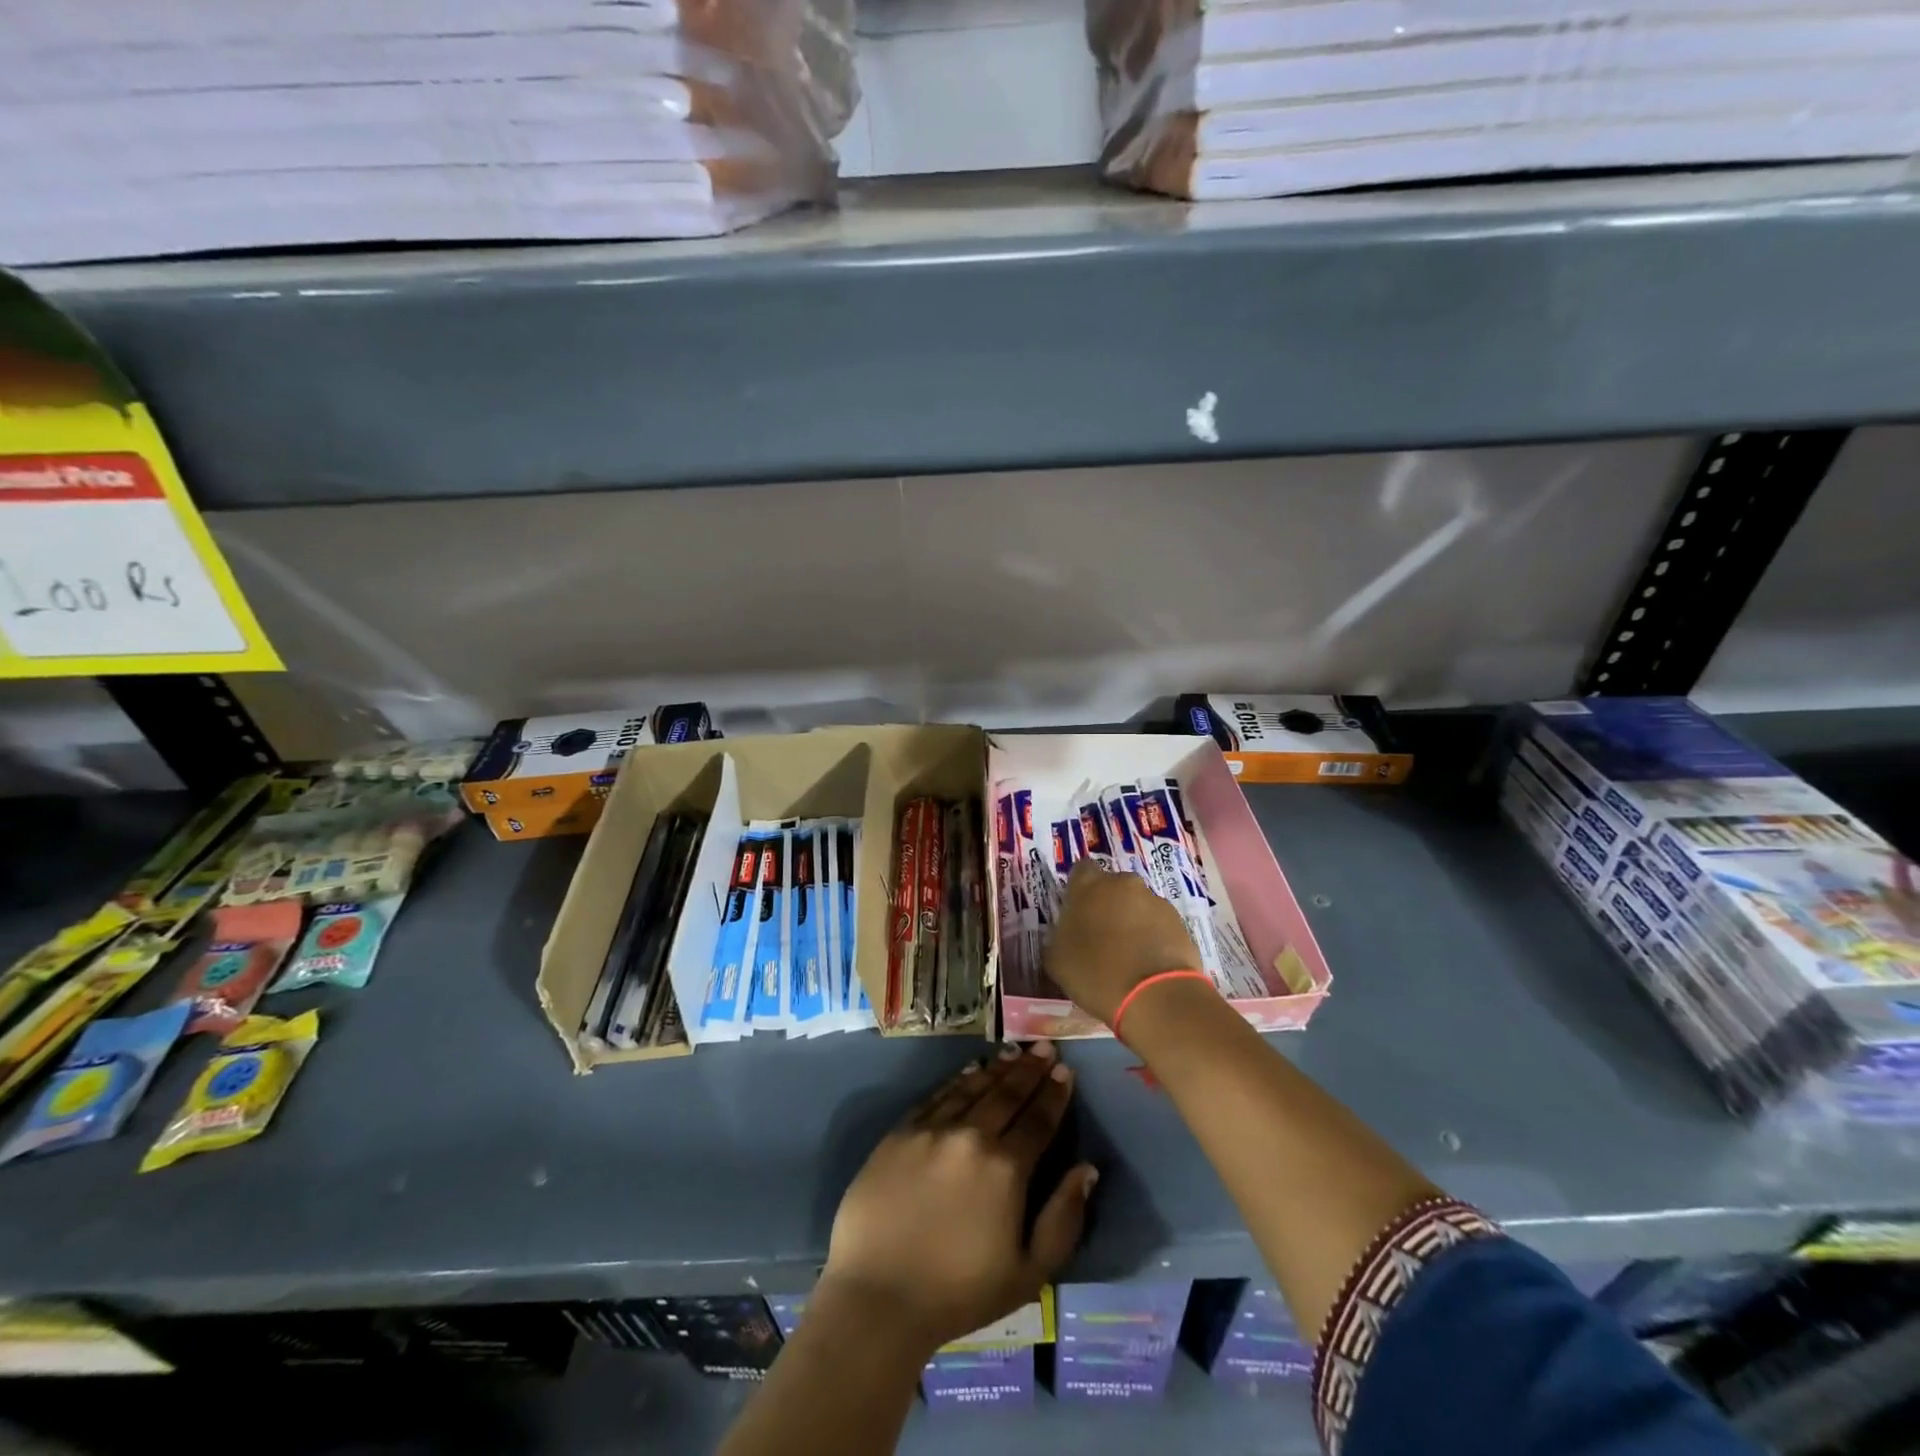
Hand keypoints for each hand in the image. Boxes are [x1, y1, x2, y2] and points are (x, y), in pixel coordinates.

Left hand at [820, 1041, 1098, 1354]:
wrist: (878, 1296)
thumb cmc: (959, 1293)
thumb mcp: (1028, 1272)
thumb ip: (1063, 1218)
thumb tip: (1087, 1169)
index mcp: (1006, 1169)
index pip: (1038, 1120)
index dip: (1054, 1094)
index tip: (1065, 1071)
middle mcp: (971, 1136)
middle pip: (1007, 1094)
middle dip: (1030, 1069)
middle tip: (1044, 1047)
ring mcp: (932, 1130)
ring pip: (973, 1088)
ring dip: (997, 1068)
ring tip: (1014, 1051)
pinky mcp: (901, 1132)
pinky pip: (937, 1096)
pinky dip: (958, 1080)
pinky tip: (970, 1071)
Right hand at [1045, 860, 1202, 1025]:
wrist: (1156, 997)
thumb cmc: (1096, 974)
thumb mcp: (1057, 959)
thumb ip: (1058, 935)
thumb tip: (1064, 932)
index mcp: (1089, 886)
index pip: (1081, 870)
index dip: (1078, 889)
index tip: (1076, 911)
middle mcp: (1124, 884)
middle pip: (1112, 886)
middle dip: (1106, 904)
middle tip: (1100, 935)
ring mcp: (1155, 901)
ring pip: (1137, 904)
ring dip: (1131, 920)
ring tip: (1128, 954)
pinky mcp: (1179, 922)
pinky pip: (1158, 923)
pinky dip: (1152, 936)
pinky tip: (1147, 963)